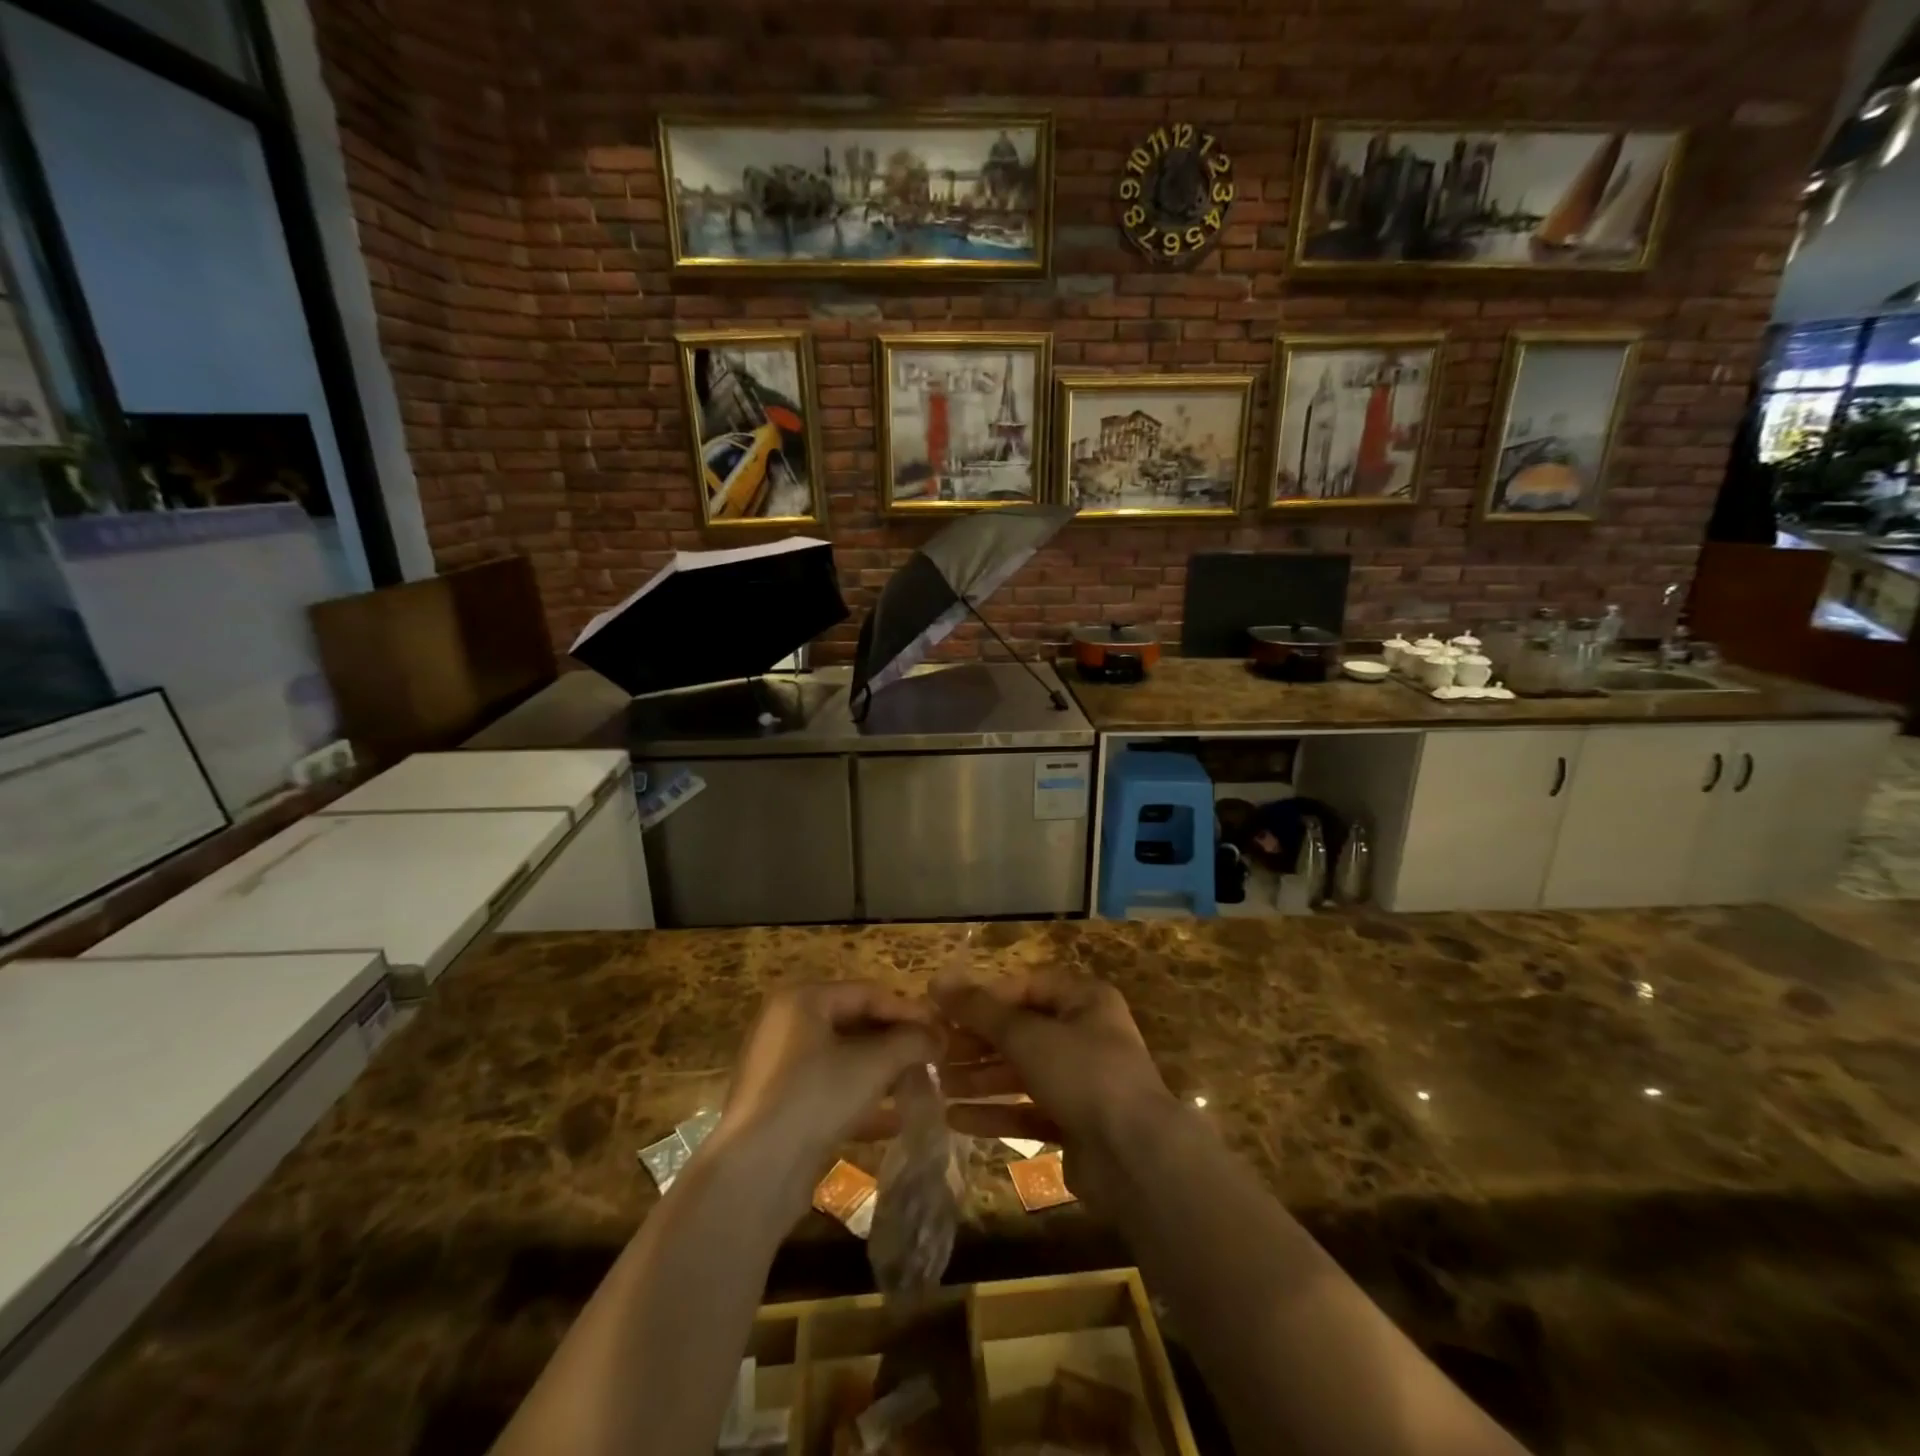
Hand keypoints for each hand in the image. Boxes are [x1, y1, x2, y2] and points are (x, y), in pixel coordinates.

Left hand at [715, 983, 938, 1185]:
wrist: (755, 1172)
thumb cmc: (816, 1097)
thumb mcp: (872, 1064)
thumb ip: (910, 1042)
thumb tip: (937, 1036)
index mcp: (802, 1000)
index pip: (867, 993)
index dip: (908, 1010)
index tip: (941, 1029)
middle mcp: (787, 1024)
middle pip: (854, 1023)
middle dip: (896, 1042)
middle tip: (933, 1056)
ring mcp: (780, 1066)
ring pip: (843, 1059)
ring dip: (883, 1072)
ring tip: (920, 1085)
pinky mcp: (780, 1105)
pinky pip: (829, 1089)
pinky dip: (860, 1099)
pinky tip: (895, 1120)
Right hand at [933, 971, 1177, 1170]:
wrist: (1135, 1158)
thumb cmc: (1083, 1075)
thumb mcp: (1027, 1035)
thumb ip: (980, 1011)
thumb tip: (937, 981)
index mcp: (1085, 1001)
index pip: (1027, 987)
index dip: (986, 998)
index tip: (946, 1011)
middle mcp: (1086, 1036)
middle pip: (1022, 1032)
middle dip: (978, 1042)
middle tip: (936, 1051)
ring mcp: (1082, 1083)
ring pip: (1022, 1073)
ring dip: (981, 1078)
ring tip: (938, 1084)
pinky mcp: (1075, 1125)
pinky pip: (1028, 1111)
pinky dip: (996, 1113)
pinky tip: (956, 1119)